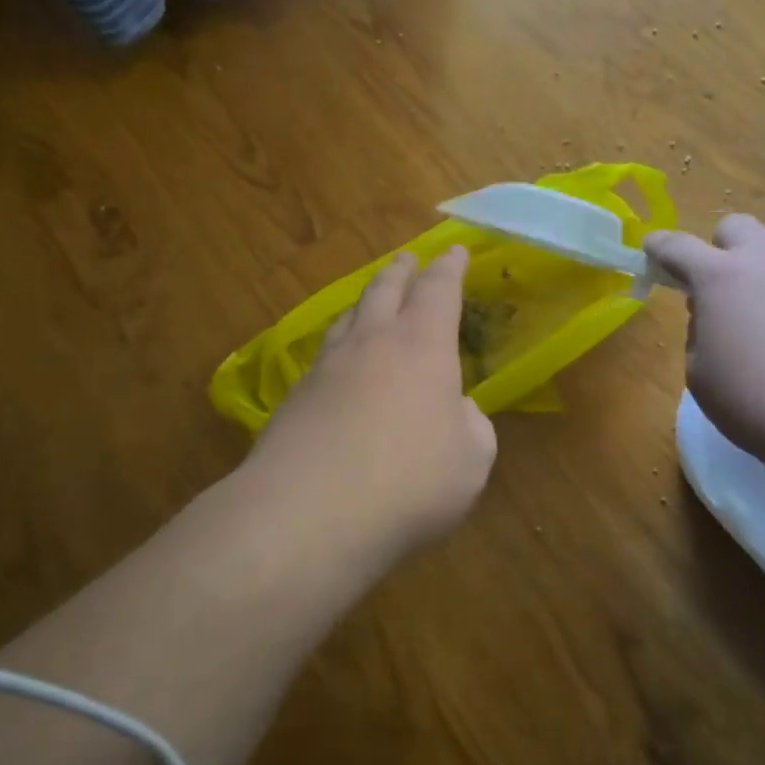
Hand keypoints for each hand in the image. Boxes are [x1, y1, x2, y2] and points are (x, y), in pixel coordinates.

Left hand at [243, 247, 497, 562]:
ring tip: (369, 303)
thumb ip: (470, 426)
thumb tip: (455, 410)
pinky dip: (339, 349)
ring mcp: (327, 367)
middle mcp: (372, 342)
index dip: (450, 268)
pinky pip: (323, 357)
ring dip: (364, 303)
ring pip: (347, 318)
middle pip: (385, 290)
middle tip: (407, 259)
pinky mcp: (294, 398)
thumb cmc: (409, 482)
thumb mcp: (470, 461)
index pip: (439, 290)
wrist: (309, 514)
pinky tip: (338, 365)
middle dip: (401, 271)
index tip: (455, 250)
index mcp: (422, 345)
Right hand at [646, 216, 764, 488]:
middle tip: (730, 286)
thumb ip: (697, 333)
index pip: (675, 246)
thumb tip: (711, 313)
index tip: (654, 252)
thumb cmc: (759, 406)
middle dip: (724, 249)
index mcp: (717, 277)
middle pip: (736, 226)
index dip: (660, 247)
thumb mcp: (699, 375)